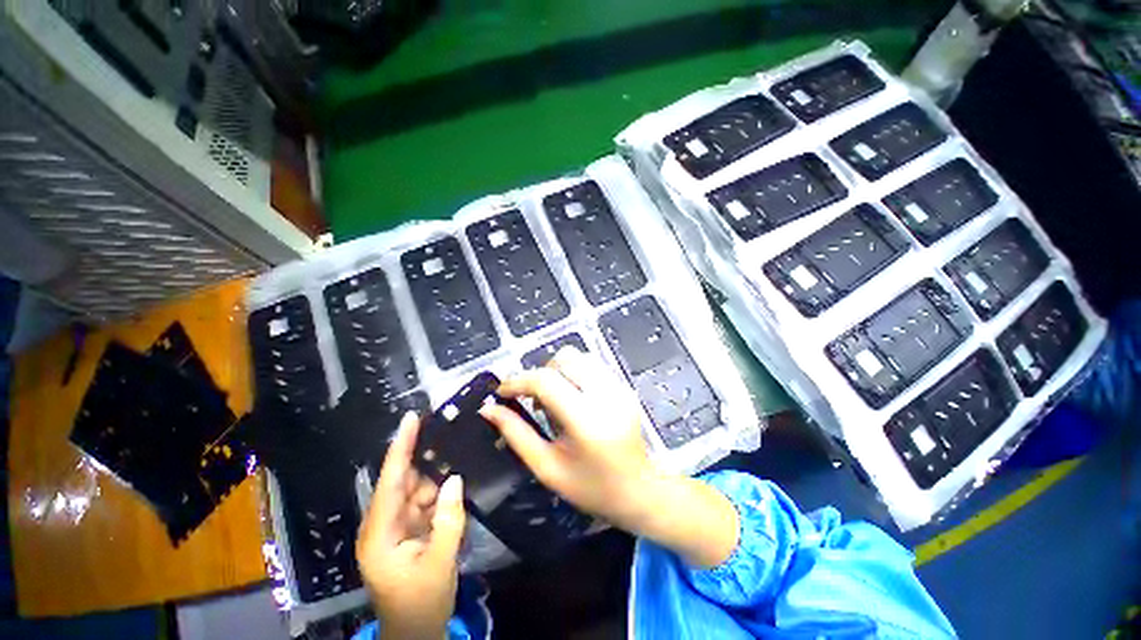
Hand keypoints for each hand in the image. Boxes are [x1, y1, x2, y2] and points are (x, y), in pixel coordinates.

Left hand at [357, 413, 465, 639]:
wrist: (415, 632)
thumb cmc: (421, 602)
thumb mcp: (439, 563)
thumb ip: (448, 519)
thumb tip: (454, 478)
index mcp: (380, 534)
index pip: (389, 482)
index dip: (400, 448)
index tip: (410, 419)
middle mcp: (383, 525)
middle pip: (403, 481)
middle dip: (423, 455)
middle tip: (446, 428)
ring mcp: (396, 527)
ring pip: (416, 489)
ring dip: (435, 473)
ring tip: (456, 448)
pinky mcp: (409, 531)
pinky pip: (424, 502)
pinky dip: (439, 489)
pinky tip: (454, 476)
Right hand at [481, 348, 738, 567]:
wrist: (639, 490)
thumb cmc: (590, 487)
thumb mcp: (547, 467)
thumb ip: (516, 434)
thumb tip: (488, 408)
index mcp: (587, 420)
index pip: (546, 381)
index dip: (518, 381)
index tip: (502, 392)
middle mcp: (606, 395)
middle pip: (563, 359)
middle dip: (540, 375)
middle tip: (534, 403)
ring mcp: (619, 387)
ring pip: (578, 357)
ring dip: (557, 372)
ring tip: (554, 402)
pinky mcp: (624, 385)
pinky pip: (591, 365)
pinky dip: (574, 374)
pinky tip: (572, 399)